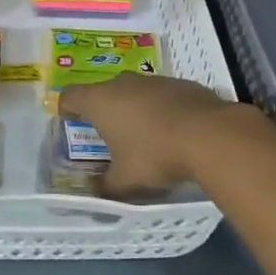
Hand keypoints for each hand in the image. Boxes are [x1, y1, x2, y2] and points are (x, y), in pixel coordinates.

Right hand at [60, 73, 247, 196]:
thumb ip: (104, 187)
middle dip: (102, 111)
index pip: (70, 96)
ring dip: (132, 108)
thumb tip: (93, 194)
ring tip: (142, 135)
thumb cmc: (155, 155)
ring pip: (133, 91)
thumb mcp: (125, 181)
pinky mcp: (179, 83)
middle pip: (102, 92)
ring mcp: (153, 80)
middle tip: (107, 135)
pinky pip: (159, 95)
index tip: (69, 123)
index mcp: (100, 101)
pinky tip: (171, 130)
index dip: (66, 110)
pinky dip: (158, 109)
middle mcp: (123, 83)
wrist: (209, 135)